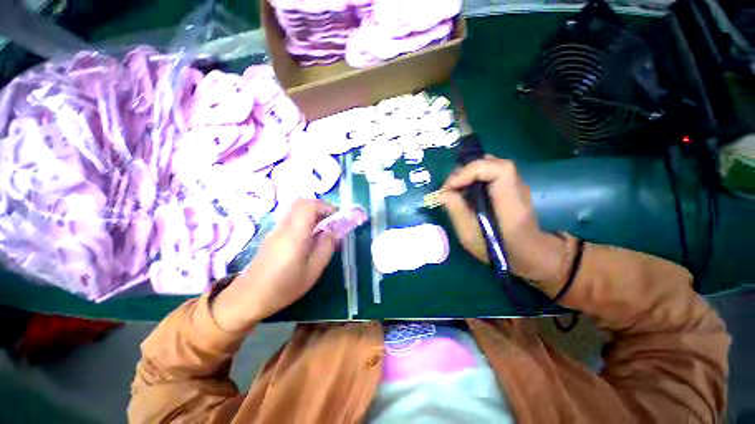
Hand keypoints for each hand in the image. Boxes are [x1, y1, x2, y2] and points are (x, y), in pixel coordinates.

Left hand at [212, 199, 337, 331]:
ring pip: (296, 210)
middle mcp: (284, 227)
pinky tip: (308, 238)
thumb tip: (332, 231)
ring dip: (312, 214)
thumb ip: (326, 248)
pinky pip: (291, 219)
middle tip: (330, 221)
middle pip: (301, 203)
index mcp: (294, 234)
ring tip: (322, 230)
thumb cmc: (283, 287)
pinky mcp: (272, 236)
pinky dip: (304, 221)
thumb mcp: (312, 271)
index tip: (336, 217)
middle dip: (319, 207)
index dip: (325, 206)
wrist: (248, 298)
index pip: (308, 206)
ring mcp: (275, 230)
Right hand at [439, 155, 565, 291]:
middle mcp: (518, 189)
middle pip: (493, 163)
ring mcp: (517, 184)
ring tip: (455, 187)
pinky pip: (491, 171)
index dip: (471, 171)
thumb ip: (457, 213)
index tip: (451, 187)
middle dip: (465, 171)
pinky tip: (466, 189)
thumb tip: (443, 193)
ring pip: (491, 164)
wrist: (529, 252)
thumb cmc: (500, 251)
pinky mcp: (511, 185)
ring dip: (468, 172)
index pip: (499, 170)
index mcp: (512, 205)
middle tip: (449, 187)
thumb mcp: (471, 238)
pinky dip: (474, 175)